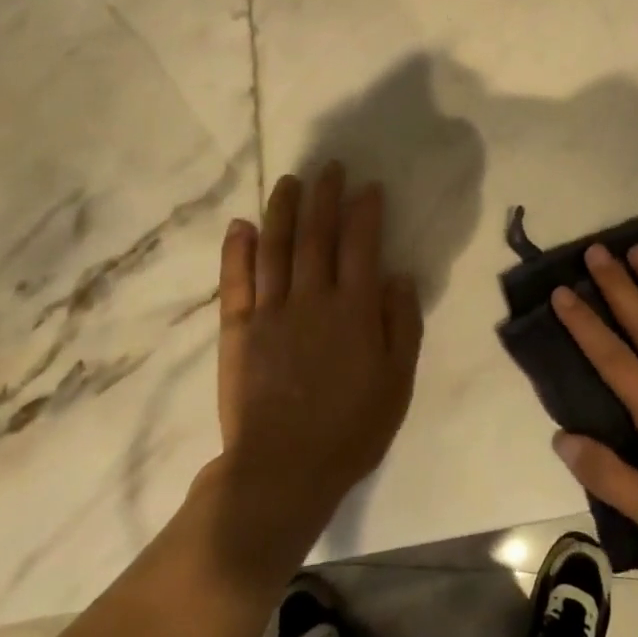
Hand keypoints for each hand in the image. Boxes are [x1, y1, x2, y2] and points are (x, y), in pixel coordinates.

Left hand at [211, 163, 423, 567]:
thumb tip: (397, 276)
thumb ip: (401, 325)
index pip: (361, 245)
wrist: (282, 470)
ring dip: (282, 210)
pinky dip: (237, 250)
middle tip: (328, 167)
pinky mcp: (237, 330)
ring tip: (289, 181)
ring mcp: (270, 311)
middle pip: (316, 235)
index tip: (368, 186)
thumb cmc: (351, 429)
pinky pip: (236, 281)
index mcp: (354, 310)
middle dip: (323, 196)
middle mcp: (312, 299)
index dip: (365, 211)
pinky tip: (240, 225)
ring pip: (275, 248)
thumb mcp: (397, 382)